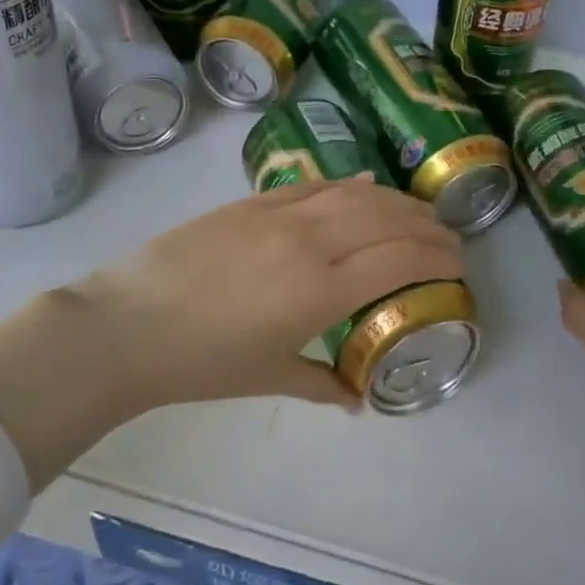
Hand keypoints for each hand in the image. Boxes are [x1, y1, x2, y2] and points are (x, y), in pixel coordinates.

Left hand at [60, 176, 464, 412]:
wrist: (126, 325)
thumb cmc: (200, 362)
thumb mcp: (268, 377)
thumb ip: (321, 384)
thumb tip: (355, 399)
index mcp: (321, 290)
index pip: (399, 260)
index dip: (436, 256)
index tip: (458, 262)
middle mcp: (310, 242)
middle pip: (386, 220)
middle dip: (426, 225)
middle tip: (448, 236)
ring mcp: (280, 215)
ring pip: (354, 194)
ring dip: (394, 200)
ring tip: (416, 210)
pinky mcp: (252, 202)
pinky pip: (313, 185)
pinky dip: (347, 184)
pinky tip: (363, 186)